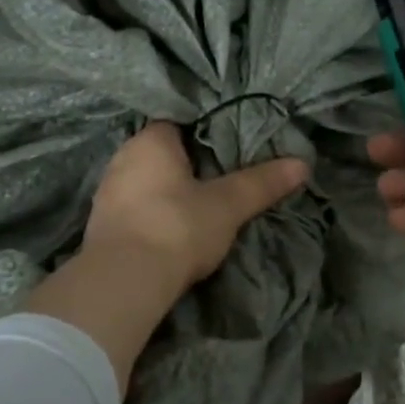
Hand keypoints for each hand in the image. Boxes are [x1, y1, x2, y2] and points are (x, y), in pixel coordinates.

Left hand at [85, 121, 309, 295]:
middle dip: (187, 163)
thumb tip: (303, 164)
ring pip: (146, 181)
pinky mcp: (102, 226)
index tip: (227, 143)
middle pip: (160, 152)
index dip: (202, 130)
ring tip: (199, 202)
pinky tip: (172, 227)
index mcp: (150, 142)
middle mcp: (122, 159)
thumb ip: (262, 183)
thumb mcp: (227, 205)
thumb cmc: (176, 227)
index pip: (177, 121)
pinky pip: (135, 208)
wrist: (123, 282)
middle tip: (221, 174)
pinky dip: (153, 213)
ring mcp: (107, 194)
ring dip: (167, 190)